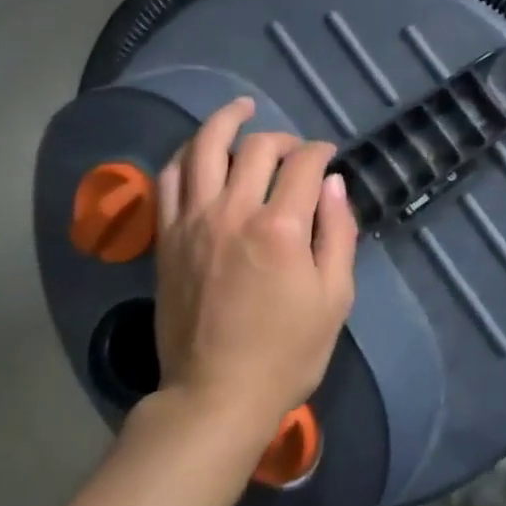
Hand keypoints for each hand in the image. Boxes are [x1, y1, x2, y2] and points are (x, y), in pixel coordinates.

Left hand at [152, 98, 358, 439]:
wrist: (215, 395)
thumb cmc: (286, 353)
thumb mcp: (334, 298)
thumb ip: (338, 233)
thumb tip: (334, 184)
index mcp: (281, 227)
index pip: (303, 164)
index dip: (320, 151)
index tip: (328, 156)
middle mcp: (234, 211)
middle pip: (257, 147)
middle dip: (283, 138)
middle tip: (294, 149)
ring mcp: (193, 221)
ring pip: (203, 148)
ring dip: (225, 121)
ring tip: (241, 109)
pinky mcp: (167, 237)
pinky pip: (169, 178)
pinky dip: (186, 155)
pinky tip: (199, 151)